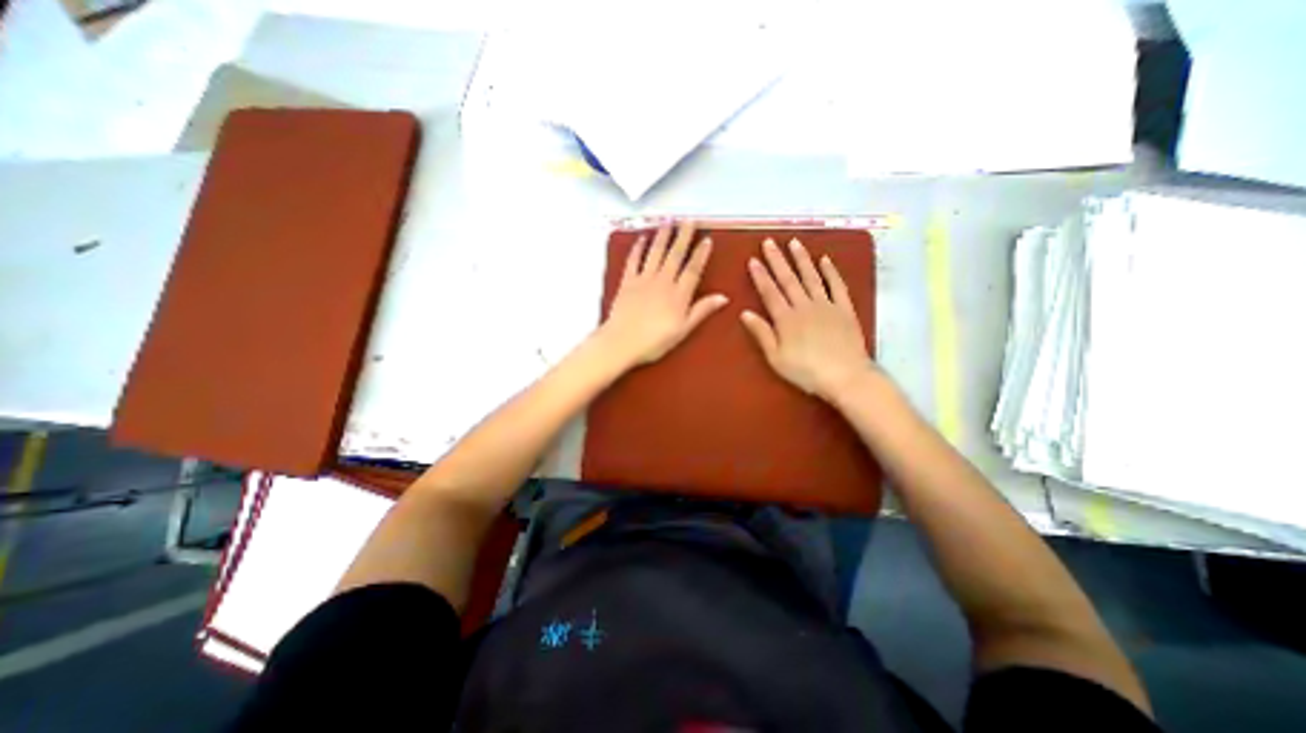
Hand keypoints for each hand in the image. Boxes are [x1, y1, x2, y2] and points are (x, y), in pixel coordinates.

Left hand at [594, 219, 730, 369]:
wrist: (622, 342)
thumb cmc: (655, 341)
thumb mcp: (683, 330)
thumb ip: (702, 310)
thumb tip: (723, 297)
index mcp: (678, 294)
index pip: (693, 269)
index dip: (701, 254)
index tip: (707, 239)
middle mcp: (663, 281)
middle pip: (675, 255)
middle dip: (683, 236)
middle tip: (689, 219)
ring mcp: (644, 279)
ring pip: (656, 253)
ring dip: (663, 236)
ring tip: (669, 220)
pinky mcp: (627, 281)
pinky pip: (634, 260)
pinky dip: (638, 248)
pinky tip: (642, 238)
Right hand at [740, 237, 870, 399]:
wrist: (846, 376)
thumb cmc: (806, 371)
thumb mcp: (776, 358)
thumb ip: (762, 334)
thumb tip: (745, 313)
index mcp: (786, 319)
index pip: (770, 292)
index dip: (760, 275)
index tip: (753, 260)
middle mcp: (805, 306)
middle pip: (789, 280)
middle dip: (777, 260)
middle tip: (769, 242)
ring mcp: (827, 305)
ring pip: (812, 277)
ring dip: (802, 259)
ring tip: (794, 242)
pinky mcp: (845, 310)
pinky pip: (837, 286)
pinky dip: (831, 272)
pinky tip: (825, 260)